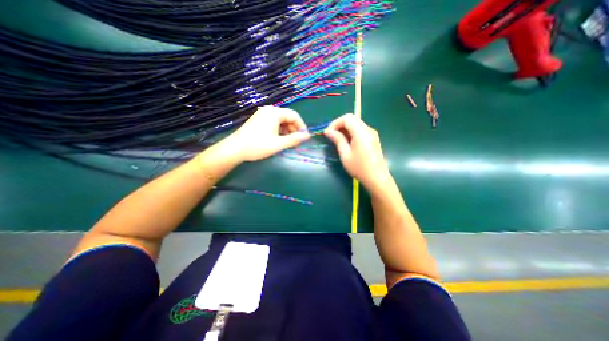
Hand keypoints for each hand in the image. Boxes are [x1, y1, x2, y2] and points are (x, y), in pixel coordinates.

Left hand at [219, 105, 311, 161]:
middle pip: (288, 117)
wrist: (235, 149)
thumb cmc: (258, 146)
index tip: (304, 137)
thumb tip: (307, 136)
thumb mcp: (278, 144)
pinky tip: (279, 139)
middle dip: (294, 129)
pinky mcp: (259, 119)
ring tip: (288, 142)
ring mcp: (263, 114)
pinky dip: (279, 130)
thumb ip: (294, 139)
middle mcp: (269, 110)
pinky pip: (274, 122)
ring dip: (287, 130)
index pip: (294, 115)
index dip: (301, 126)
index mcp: (275, 113)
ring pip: (281, 120)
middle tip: (296, 142)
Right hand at [323, 113, 389, 188]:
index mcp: (361, 132)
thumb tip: (329, 131)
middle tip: (331, 135)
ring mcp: (372, 133)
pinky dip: (351, 132)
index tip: (327, 133)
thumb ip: (337, 140)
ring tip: (337, 139)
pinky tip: (346, 142)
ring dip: (345, 128)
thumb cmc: (359, 168)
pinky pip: (360, 130)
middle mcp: (368, 129)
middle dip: (339, 124)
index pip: (347, 118)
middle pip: (352, 119)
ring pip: (356, 123)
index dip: (335, 123)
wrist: (377, 178)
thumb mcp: (345, 154)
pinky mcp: (373, 138)